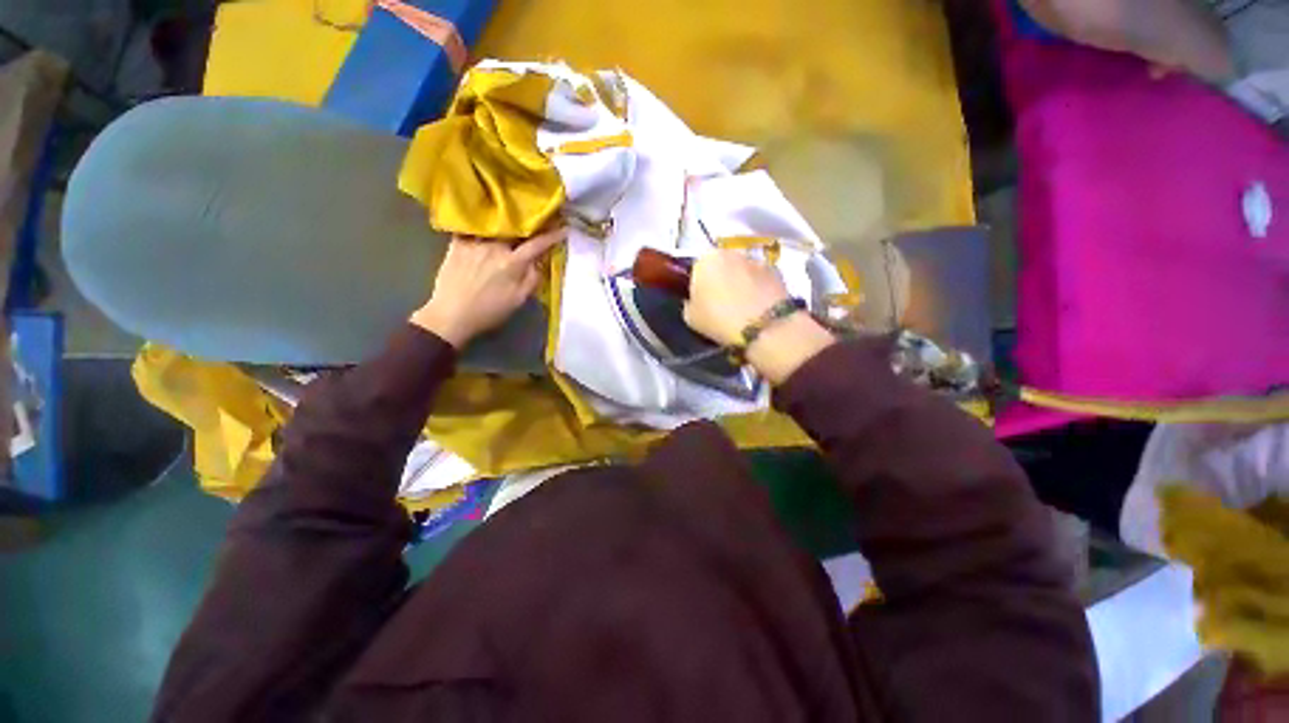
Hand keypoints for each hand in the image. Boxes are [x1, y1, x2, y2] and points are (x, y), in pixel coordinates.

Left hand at [411, 228, 565, 347]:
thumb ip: (532, 279)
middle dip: (526, 225)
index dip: (552, 236)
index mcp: (512, 263)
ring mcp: (473, 243)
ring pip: (494, 226)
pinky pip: (471, 228)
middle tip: (533, 222)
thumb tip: (539, 263)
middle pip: (514, 229)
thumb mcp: (518, 301)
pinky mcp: (456, 244)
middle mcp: (494, 247)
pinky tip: (482, 225)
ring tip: (508, 219)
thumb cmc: (489, 311)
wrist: (451, 315)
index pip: (537, 244)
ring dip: (504, 223)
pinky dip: (479, 225)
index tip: (563, 228)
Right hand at [685, 249, 834, 384]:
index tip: (702, 301)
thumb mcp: (690, 317)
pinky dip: (759, 288)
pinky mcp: (777, 271)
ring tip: (742, 308)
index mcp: (705, 259)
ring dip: (741, 282)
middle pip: (722, 265)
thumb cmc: (718, 319)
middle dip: (721, 280)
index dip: (698, 285)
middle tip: (721, 304)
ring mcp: (756, 259)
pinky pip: (761, 279)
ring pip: (743, 270)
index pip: (697, 268)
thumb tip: (696, 301)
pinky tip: (758, 308)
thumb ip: (690, 303)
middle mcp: (731, 252)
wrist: (763, 326)